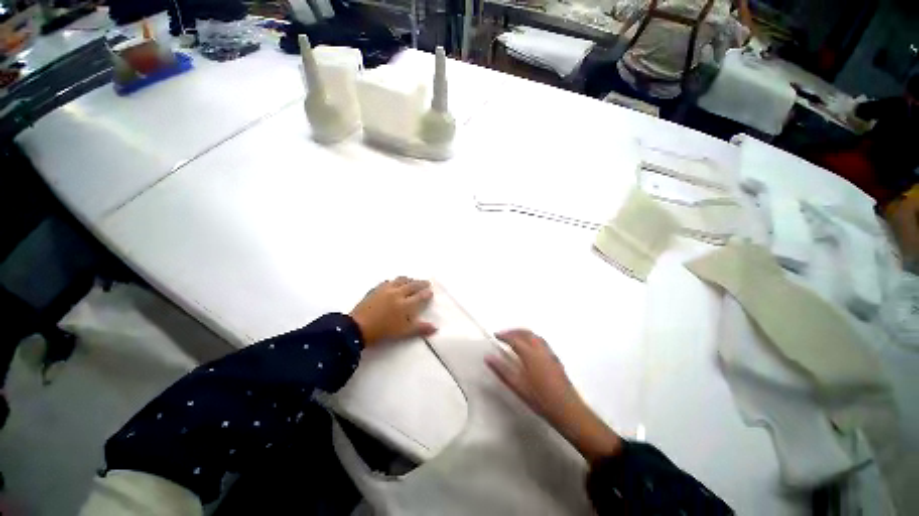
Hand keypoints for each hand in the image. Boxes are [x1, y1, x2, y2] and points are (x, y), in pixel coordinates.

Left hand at [349, 277, 435, 346]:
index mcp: (406, 304)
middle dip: (421, 283)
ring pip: (400, 280)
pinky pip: (388, 282)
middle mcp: (398, 293)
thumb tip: (435, 328)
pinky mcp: (375, 289)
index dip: (427, 293)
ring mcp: (386, 289)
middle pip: (412, 285)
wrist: (357, 327)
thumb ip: (420, 328)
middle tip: (426, 283)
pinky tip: (393, 283)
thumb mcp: (403, 332)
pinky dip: (394, 281)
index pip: (420, 296)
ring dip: (409, 279)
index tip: (431, 292)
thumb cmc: (383, 331)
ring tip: (412, 280)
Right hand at [486, 329, 621, 462]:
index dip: (504, 336)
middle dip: (514, 331)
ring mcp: (550, 354)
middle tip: (504, 334)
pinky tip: (530, 348)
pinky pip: (541, 342)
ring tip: (515, 338)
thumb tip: (488, 357)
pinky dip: (532, 338)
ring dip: (523, 333)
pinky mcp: (556, 360)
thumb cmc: (541, 399)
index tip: (496, 335)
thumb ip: (502, 370)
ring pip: (535, 336)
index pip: (514, 339)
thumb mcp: (518, 386)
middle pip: (526, 333)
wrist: (568, 410)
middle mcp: (541, 350)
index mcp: (530, 354)